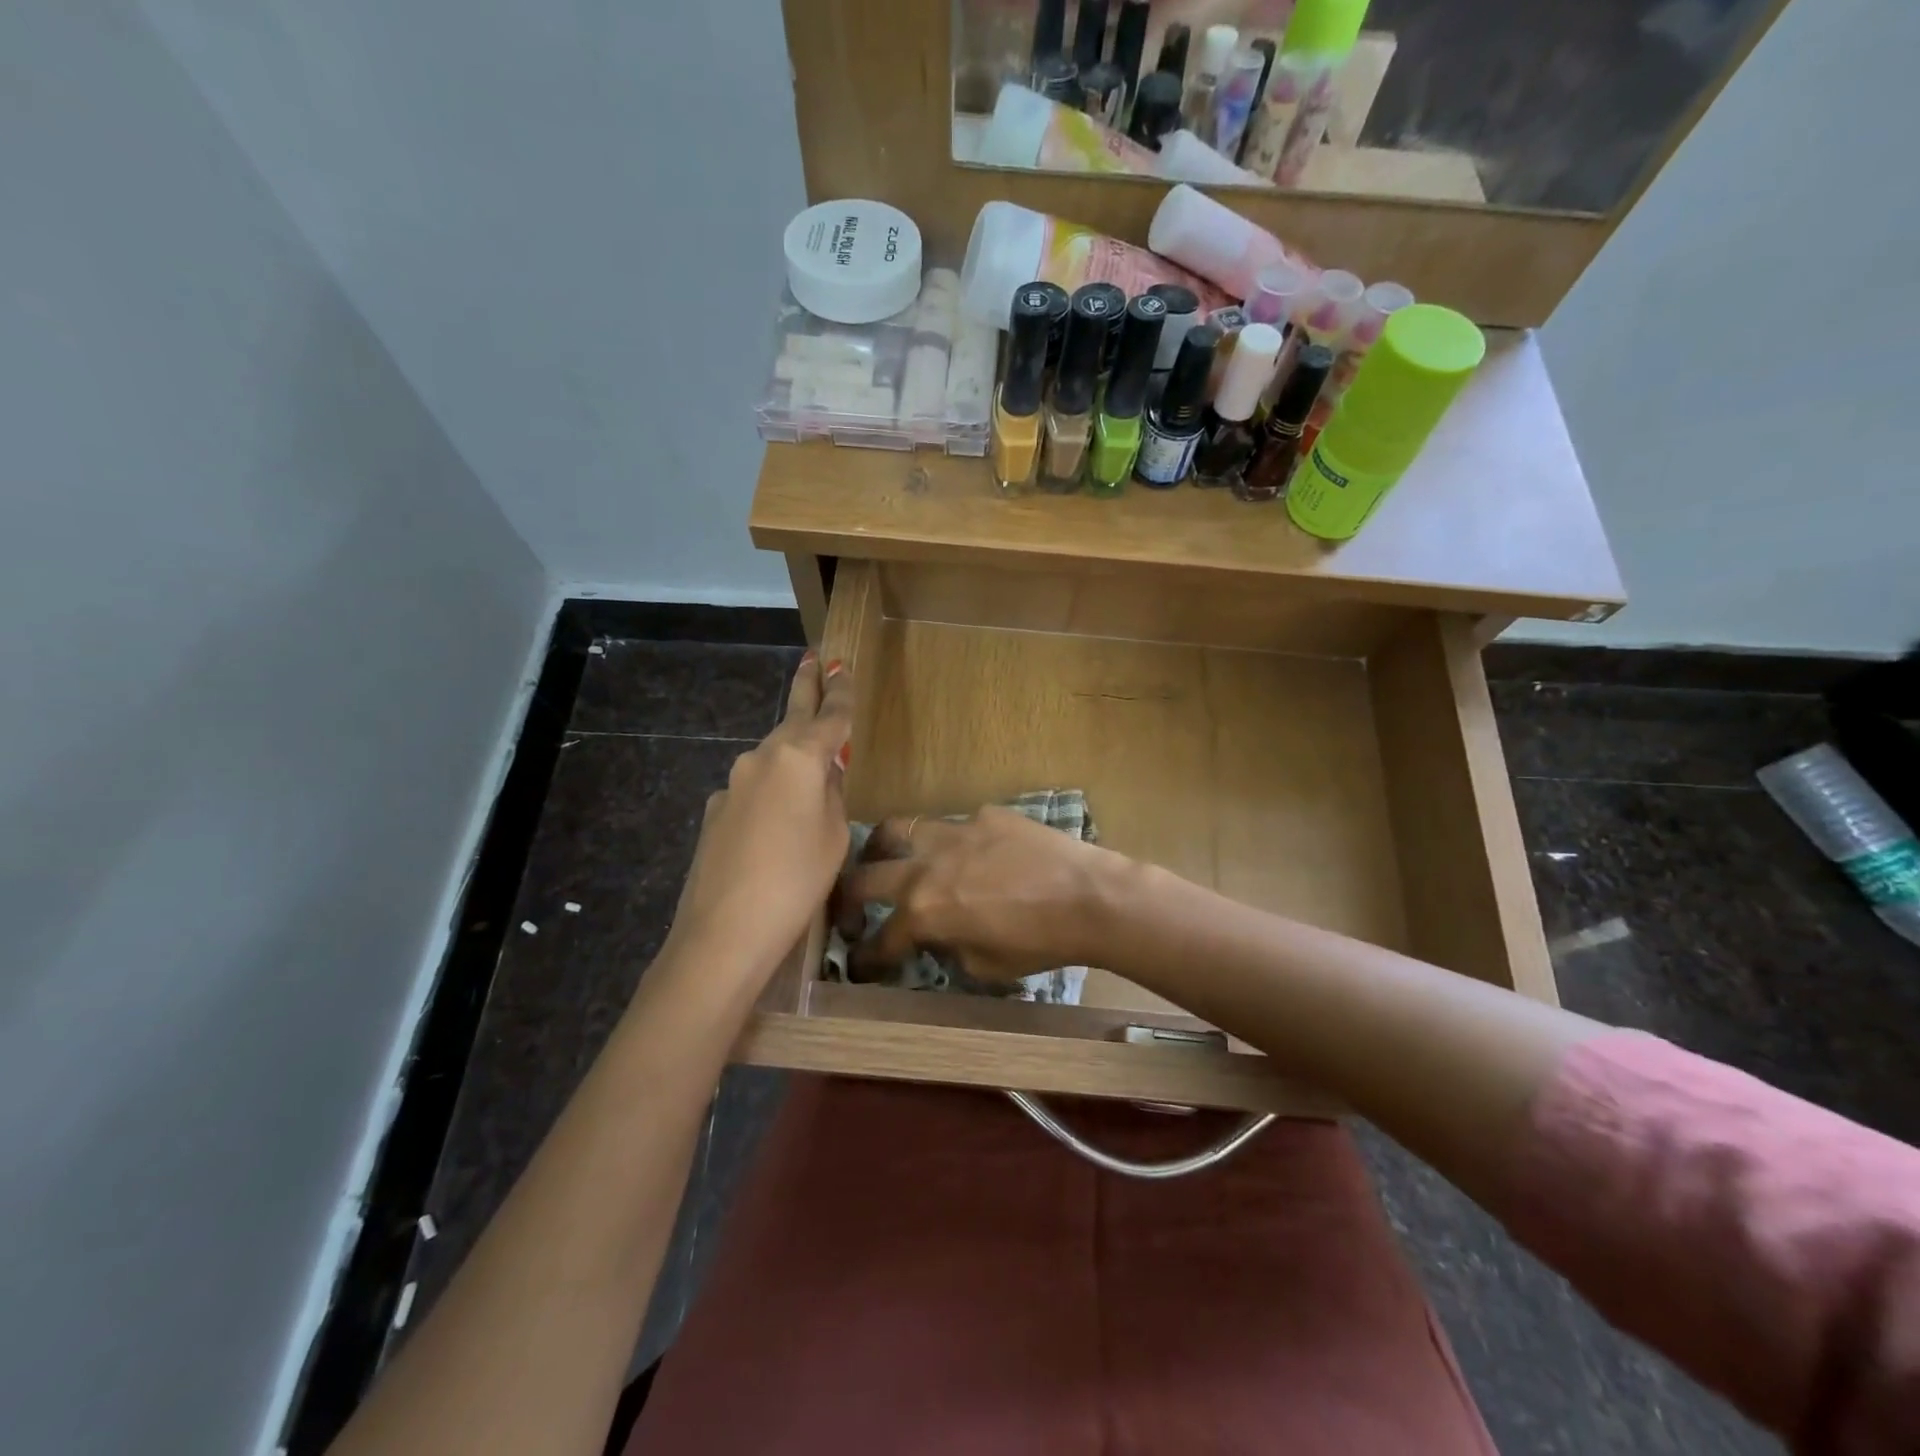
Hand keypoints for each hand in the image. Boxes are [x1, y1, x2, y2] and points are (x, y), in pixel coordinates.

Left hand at [665, 653, 853, 989]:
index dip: (841, 691)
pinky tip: (775, 827)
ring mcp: (733, 782)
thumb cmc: (797, 879)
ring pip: (772, 758)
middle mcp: (762, 757)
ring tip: (810, 774)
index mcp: (800, 757)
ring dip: (791, 755)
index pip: (830, 714)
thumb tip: (825, 775)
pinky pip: (753, 790)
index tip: (843, 665)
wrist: (725, 930)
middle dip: (806, 688)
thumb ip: (834, 795)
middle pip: (792, 718)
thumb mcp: (836, 836)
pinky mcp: (716, 810)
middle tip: (813, 658)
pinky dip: (770, 794)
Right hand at [836, 807, 1128, 983]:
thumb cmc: (1040, 943)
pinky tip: (970, 852)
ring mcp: (954, 832)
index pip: (880, 939)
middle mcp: (926, 866)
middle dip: (850, 897)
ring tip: (889, 857)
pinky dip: (951, 842)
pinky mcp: (984, 815)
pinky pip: (955, 825)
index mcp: (923, 911)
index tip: (860, 962)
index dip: (865, 956)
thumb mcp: (985, 966)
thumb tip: (939, 937)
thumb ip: (949, 948)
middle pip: (866, 876)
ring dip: (884, 848)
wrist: (1089, 897)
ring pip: (898, 829)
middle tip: (854, 908)